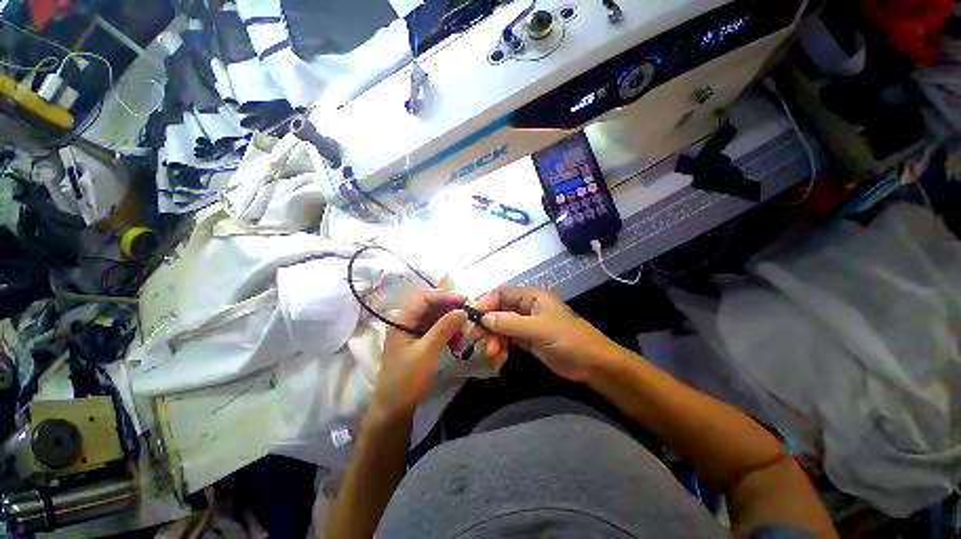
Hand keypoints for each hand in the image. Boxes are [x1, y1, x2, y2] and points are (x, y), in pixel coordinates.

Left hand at [375, 290, 466, 417]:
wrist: (394, 409)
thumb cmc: (406, 381)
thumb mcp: (426, 353)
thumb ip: (444, 329)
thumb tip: (463, 310)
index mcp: (401, 320)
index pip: (424, 298)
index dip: (445, 296)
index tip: (465, 300)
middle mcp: (407, 321)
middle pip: (432, 306)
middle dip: (451, 309)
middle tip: (470, 315)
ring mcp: (415, 331)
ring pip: (437, 317)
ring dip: (452, 323)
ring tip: (465, 333)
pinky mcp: (422, 340)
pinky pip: (439, 329)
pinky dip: (450, 333)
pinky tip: (458, 344)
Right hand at [473, 287, 621, 381]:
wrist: (592, 364)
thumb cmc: (568, 340)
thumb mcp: (538, 330)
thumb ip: (510, 323)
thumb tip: (483, 318)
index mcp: (532, 296)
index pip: (502, 293)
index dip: (486, 303)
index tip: (472, 317)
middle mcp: (528, 306)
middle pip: (500, 310)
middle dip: (488, 323)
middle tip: (476, 339)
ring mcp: (528, 323)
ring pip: (502, 326)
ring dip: (494, 337)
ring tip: (492, 352)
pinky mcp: (529, 339)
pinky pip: (509, 338)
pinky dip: (502, 345)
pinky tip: (498, 355)